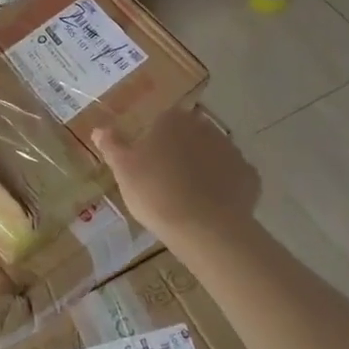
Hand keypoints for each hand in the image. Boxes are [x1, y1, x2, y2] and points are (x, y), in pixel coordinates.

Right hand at [93, 105, 259, 241]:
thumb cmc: (156, 193)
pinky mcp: (249, 175)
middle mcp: (204, 126)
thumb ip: (112, 145)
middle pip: (189, 135)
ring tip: (189, 196)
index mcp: (172, 120)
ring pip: (212, 154)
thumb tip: (99, 128)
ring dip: (203, 167)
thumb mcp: (123, 170)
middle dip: (181, 151)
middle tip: (167, 179)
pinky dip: (224, 186)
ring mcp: (231, 150)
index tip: (148, 162)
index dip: (155, 141)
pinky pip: (232, 176)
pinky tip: (213, 205)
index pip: (162, 121)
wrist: (205, 228)